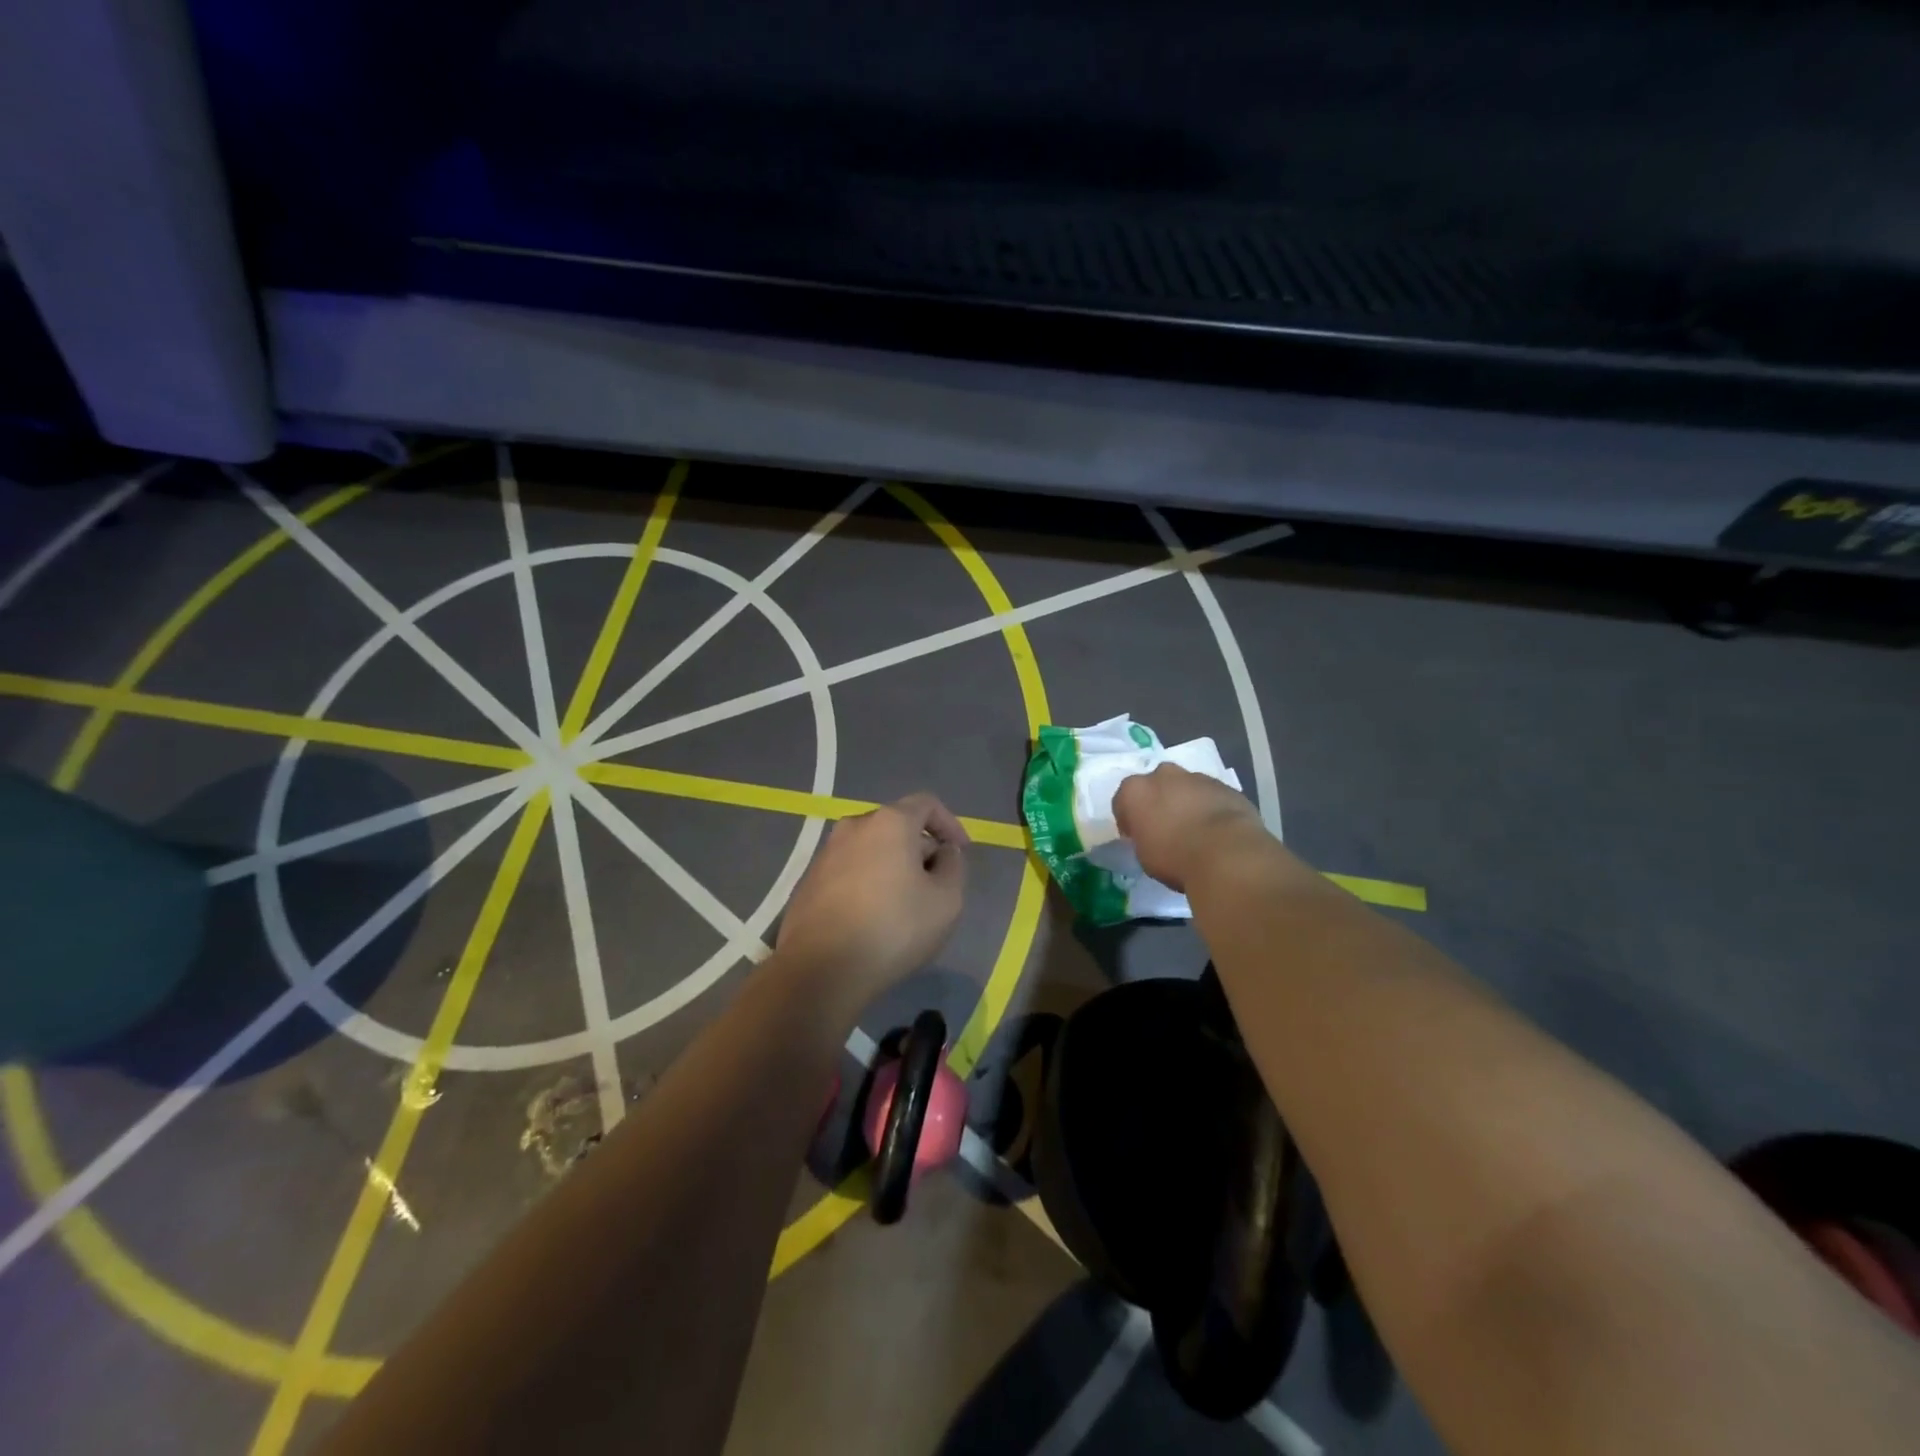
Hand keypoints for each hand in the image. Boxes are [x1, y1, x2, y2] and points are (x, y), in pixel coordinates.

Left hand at [775, 793, 968, 1000]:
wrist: (820, 970)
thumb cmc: (893, 929)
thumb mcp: (947, 900)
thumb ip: (953, 866)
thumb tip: (942, 852)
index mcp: (889, 822)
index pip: (926, 804)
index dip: (950, 824)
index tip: (961, 852)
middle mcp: (853, 827)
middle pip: (897, 826)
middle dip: (921, 849)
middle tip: (936, 884)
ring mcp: (825, 854)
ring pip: (871, 850)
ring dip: (893, 867)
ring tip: (905, 905)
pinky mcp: (808, 882)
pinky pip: (849, 871)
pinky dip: (868, 883)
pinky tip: (873, 918)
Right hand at [1113, 763, 1265, 891]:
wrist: (1225, 854)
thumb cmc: (1173, 858)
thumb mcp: (1143, 856)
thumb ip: (1144, 837)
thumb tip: (1152, 837)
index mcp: (1135, 790)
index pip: (1123, 801)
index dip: (1129, 820)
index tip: (1137, 836)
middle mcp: (1163, 775)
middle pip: (1156, 785)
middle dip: (1159, 801)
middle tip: (1166, 828)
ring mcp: (1196, 777)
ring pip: (1186, 787)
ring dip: (1186, 802)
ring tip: (1195, 831)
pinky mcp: (1226, 786)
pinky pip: (1211, 796)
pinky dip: (1210, 807)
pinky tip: (1217, 831)